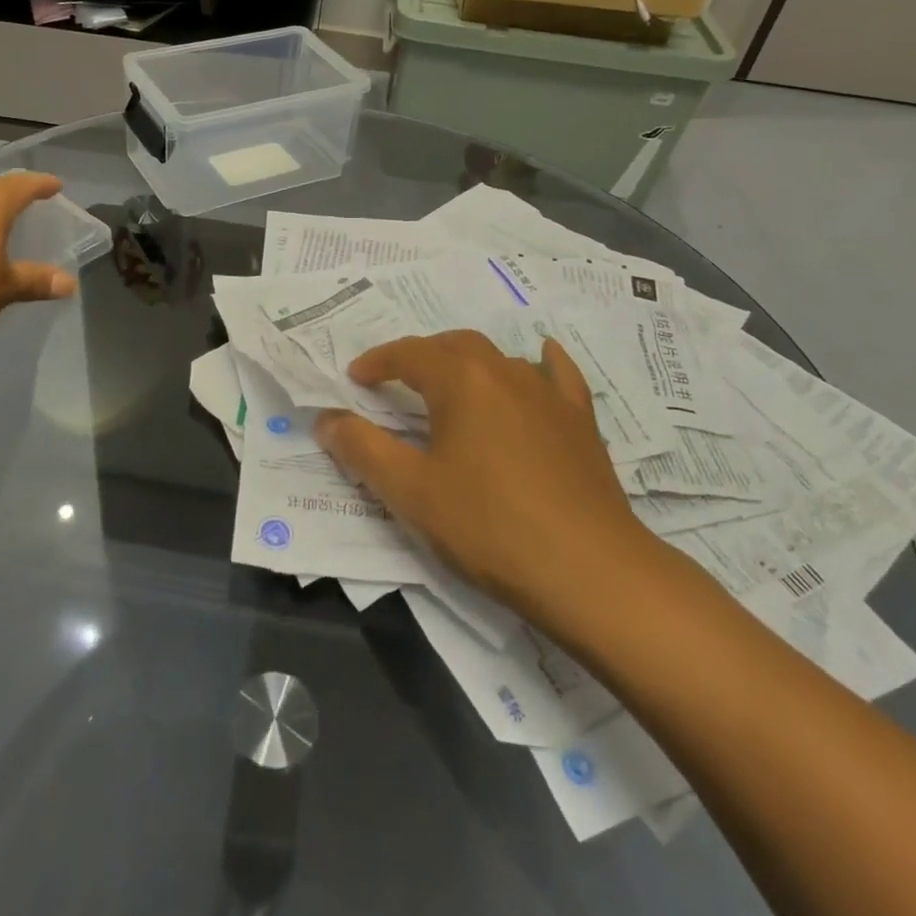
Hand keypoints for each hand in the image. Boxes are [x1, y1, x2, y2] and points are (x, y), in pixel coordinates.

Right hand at [315, 331, 660, 621]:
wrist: (590, 570)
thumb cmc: (489, 527)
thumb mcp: (410, 492)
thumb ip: (362, 449)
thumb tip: (326, 418)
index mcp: (461, 381)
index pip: (410, 354)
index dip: (378, 362)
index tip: (356, 378)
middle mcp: (505, 372)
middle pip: (454, 346)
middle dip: (421, 356)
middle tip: (397, 381)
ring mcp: (549, 394)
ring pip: (500, 359)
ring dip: (467, 364)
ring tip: (451, 388)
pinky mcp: (581, 421)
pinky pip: (558, 376)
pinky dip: (542, 362)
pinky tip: (541, 358)